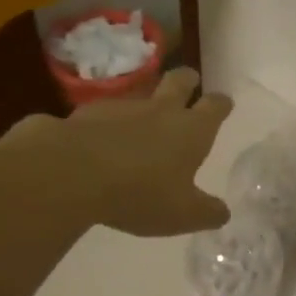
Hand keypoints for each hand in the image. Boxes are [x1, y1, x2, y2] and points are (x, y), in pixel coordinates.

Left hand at [6, 67, 233, 236]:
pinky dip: (110, 122)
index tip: (224, 102)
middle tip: (190, 82)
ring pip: (141, 95)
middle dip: (188, 80)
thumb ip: (207, 213)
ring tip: (144, 118)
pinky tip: (103, 139)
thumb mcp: (183, 215)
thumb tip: (222, 212)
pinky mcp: (86, 113)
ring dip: (147, 101)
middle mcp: (160, 110)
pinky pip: (105, 113)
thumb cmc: (140, 193)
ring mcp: (121, 107)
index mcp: (191, 130)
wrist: (71, 173)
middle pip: (179, 82)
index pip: (214, 106)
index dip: (221, 104)